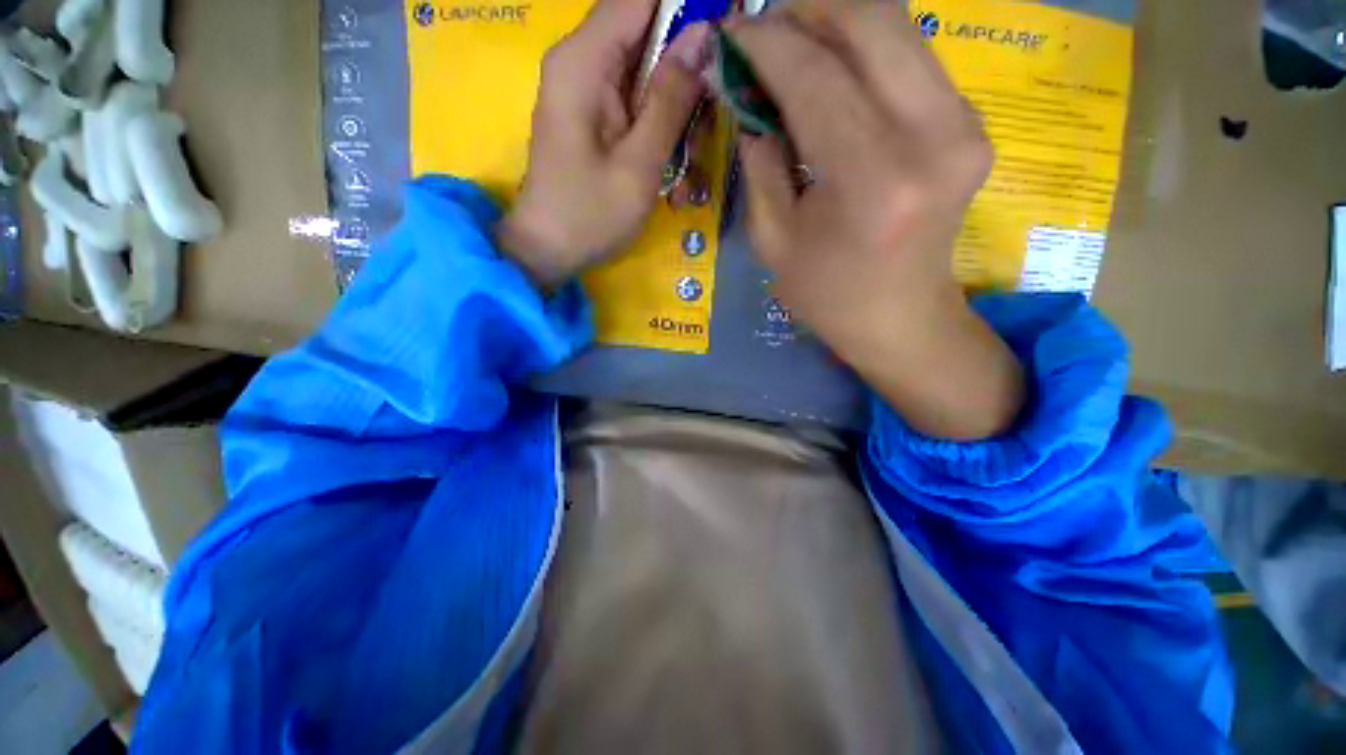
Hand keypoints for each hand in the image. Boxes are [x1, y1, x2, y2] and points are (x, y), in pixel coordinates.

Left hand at [498, 0, 710, 287]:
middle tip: (706, 117)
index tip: (724, 38)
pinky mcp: (592, 112)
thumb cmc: (590, 216)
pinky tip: (671, 159)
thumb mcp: (638, 165)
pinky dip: (659, 122)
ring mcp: (585, 88)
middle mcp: (580, 61)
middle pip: (646, 31)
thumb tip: (704, 38)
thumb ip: (670, 100)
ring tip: (689, 153)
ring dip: (676, 103)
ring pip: (646, 67)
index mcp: (583, 62)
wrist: (548, 250)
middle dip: (685, 67)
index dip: (688, 9)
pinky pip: (635, 97)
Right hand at [730, 3, 1024, 439]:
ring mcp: (964, 124)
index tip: (731, 32)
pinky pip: (912, 56)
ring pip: (898, 25)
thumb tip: (746, 93)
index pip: (814, 75)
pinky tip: (834, 74)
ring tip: (793, 48)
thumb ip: (760, 159)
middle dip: (805, 10)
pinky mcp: (972, 123)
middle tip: (765, 31)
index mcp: (871, 180)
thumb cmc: (827, 295)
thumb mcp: (773, 240)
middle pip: (870, 19)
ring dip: (836, 22)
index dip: (765, 42)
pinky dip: (866, 50)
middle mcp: (931, 136)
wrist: (901, 320)